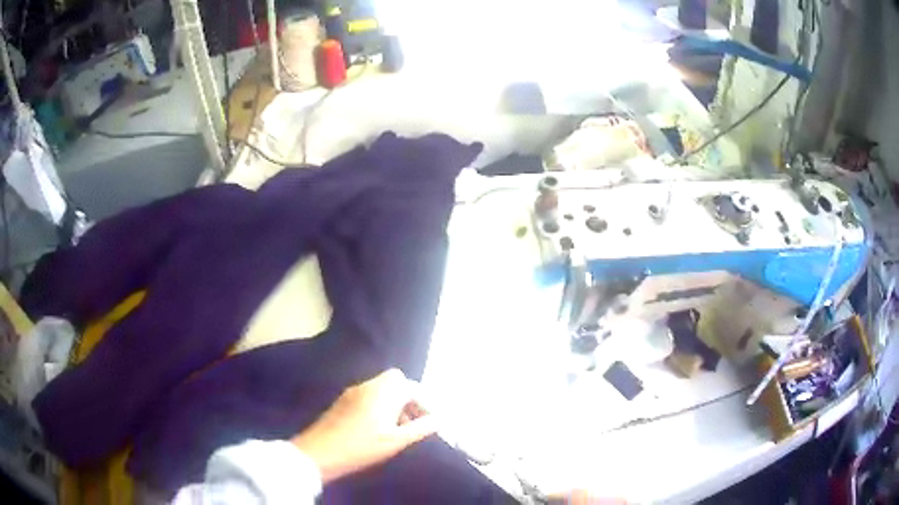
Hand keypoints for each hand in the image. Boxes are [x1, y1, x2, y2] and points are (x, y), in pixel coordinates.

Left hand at [292, 369, 436, 482]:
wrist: (319, 453)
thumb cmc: (362, 447)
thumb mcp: (396, 441)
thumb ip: (422, 428)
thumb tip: (440, 418)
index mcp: (384, 391)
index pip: (413, 387)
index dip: (426, 404)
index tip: (431, 422)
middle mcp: (369, 385)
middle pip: (396, 381)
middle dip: (409, 398)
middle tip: (413, 421)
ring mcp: (353, 391)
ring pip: (382, 388)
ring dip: (394, 402)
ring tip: (398, 428)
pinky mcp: (343, 400)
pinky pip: (369, 395)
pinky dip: (380, 405)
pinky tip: (378, 427)